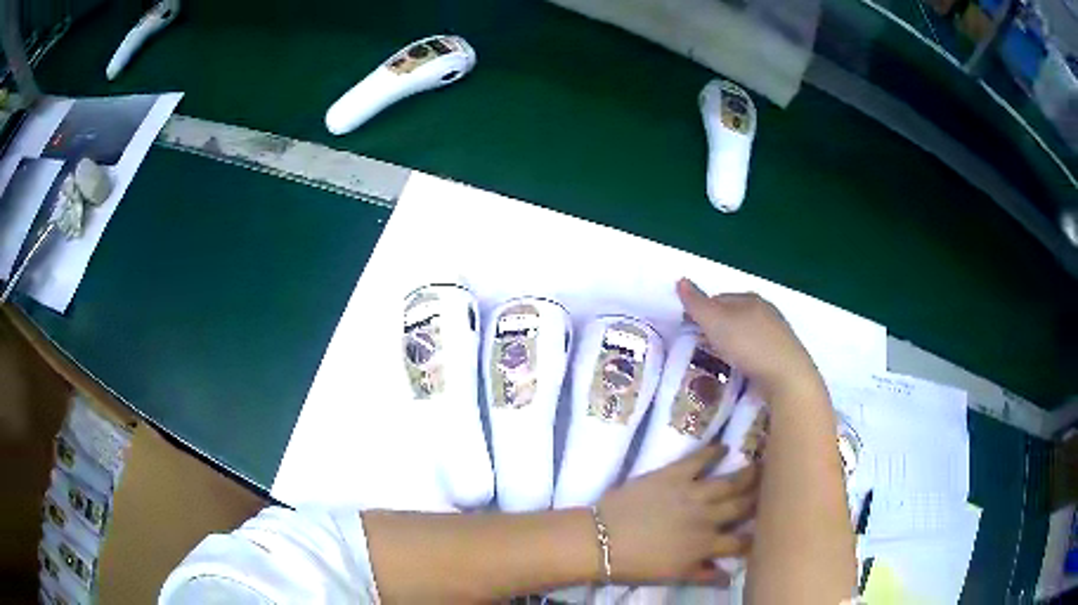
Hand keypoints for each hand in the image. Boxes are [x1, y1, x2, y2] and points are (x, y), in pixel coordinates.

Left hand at [596, 444, 757, 583]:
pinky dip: (711, 452)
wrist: (601, 540)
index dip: (756, 536)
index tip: (768, 528)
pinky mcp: (673, 475)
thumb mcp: (673, 575)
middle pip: (741, 506)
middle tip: (774, 486)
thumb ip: (703, 574)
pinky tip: (723, 446)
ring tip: (761, 464)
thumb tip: (729, 576)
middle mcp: (706, 518)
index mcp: (705, 545)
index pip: (740, 541)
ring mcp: (691, 494)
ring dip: (746, 474)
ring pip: (728, 482)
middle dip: (759, 497)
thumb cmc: (635, 564)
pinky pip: (697, 460)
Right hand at [676, 278, 825, 403]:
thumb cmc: (749, 345)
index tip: (690, 331)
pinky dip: (747, 357)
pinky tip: (742, 370)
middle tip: (702, 349)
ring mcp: (777, 333)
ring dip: (733, 344)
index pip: (718, 299)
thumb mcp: (715, 323)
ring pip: (747, 334)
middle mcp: (766, 310)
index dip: (702, 313)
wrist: (787, 376)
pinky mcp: (783, 355)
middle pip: (734, 316)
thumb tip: (681, 281)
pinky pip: (758, 351)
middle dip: (718, 329)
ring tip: (720, 363)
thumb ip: (696, 304)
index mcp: (749, 298)